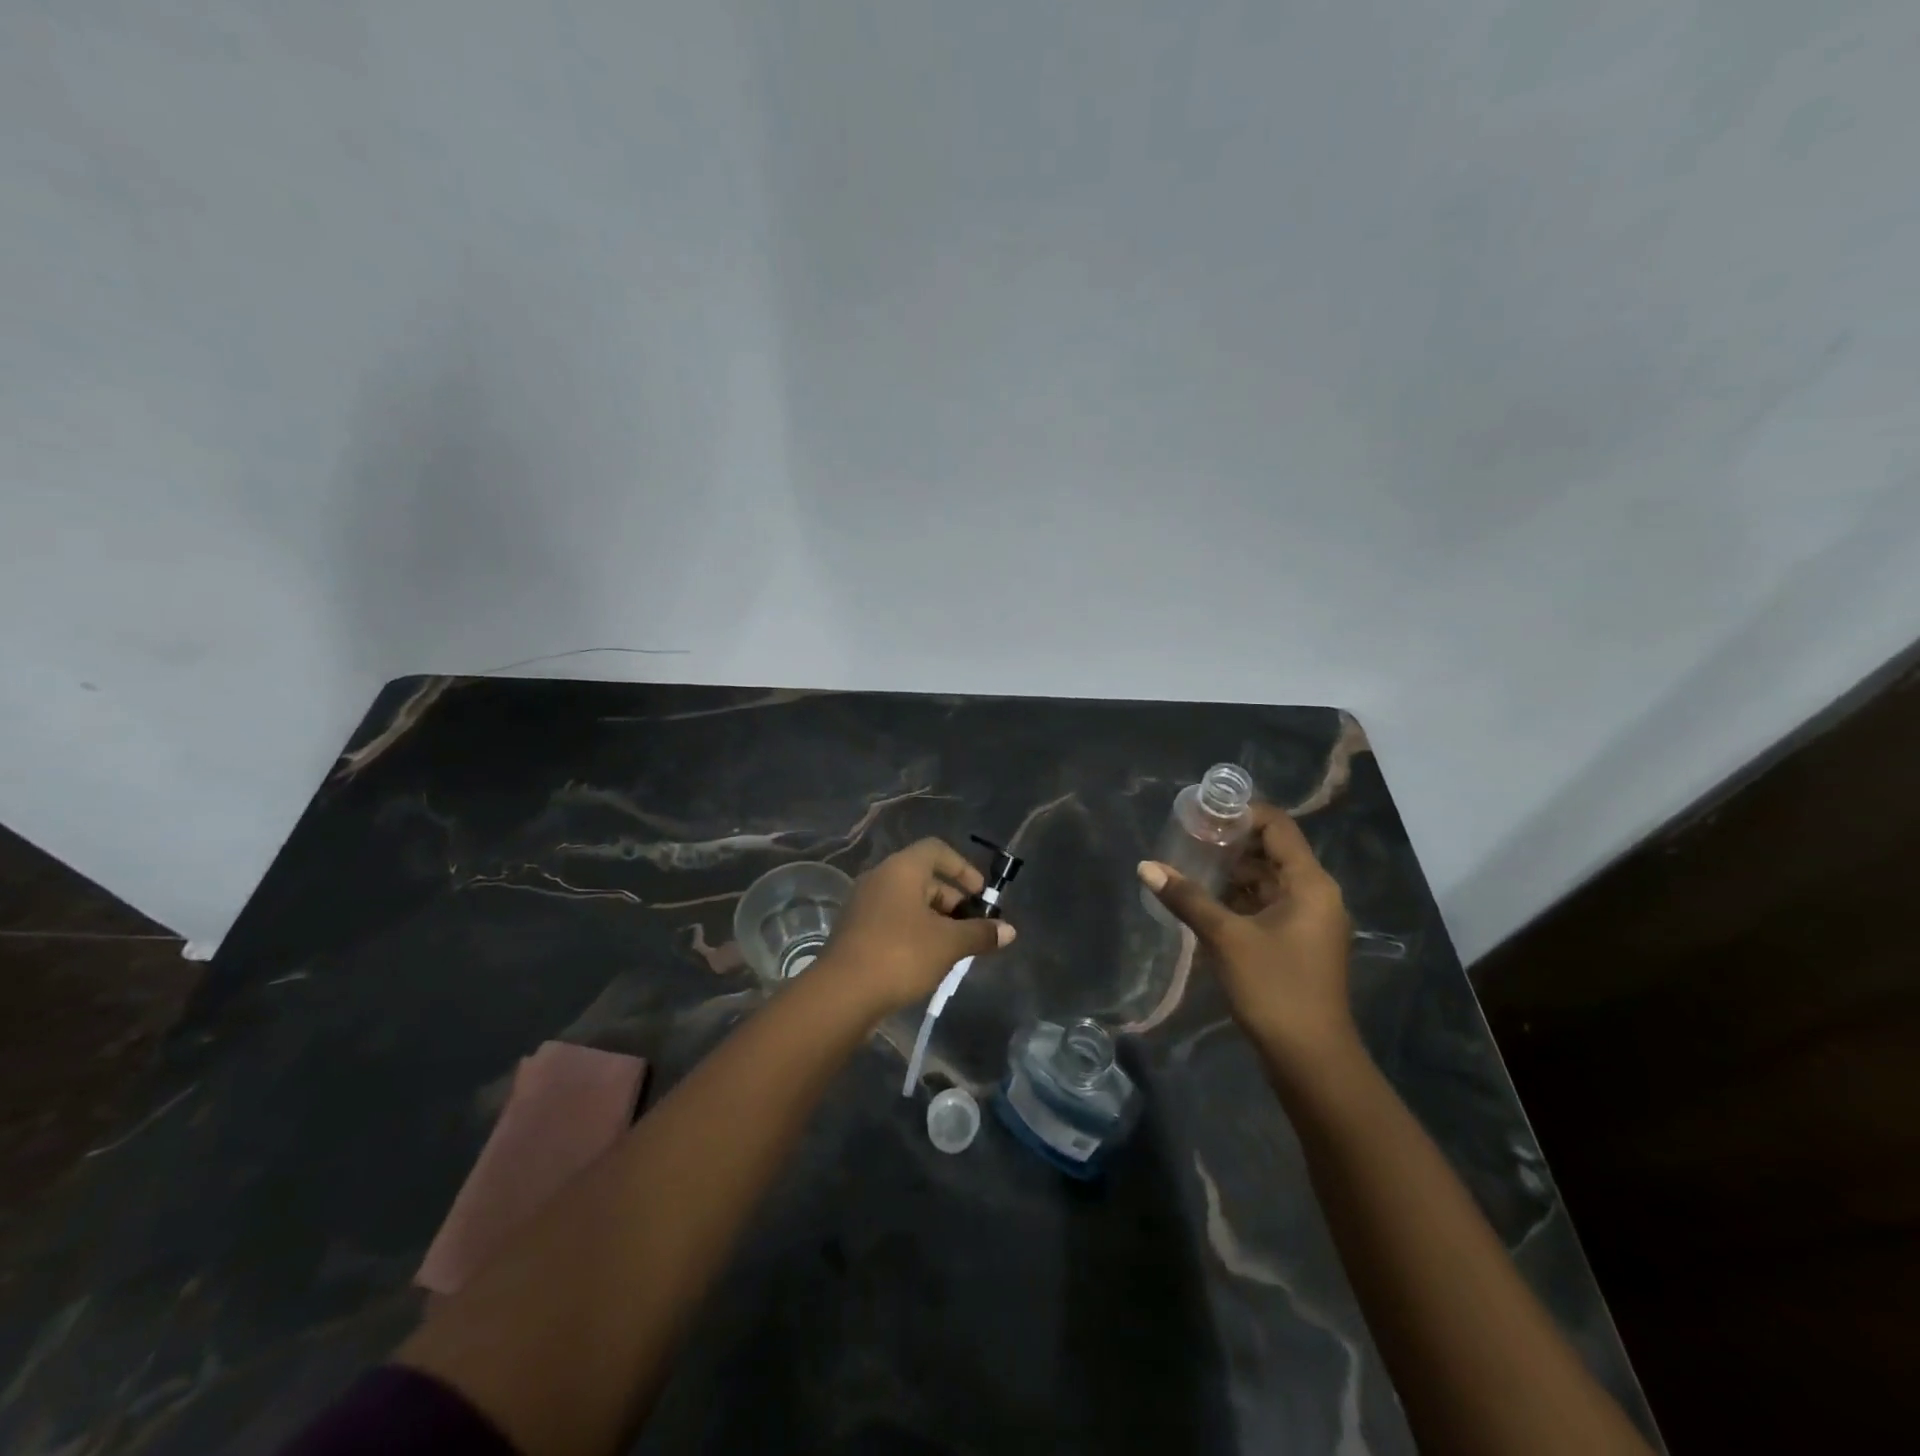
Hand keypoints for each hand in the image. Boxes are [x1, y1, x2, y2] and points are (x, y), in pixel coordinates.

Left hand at [817, 838, 1016, 1016]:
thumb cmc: (900, 954)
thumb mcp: (948, 944)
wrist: (842, 993)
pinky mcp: (855, 931)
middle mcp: (880, 878)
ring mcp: (864, 904)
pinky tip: (926, 961)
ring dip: (935, 920)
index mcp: (901, 869)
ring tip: (954, 949)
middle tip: (972, 929)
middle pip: (924, 878)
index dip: (963, 868)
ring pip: (908, 902)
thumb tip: (1010, 930)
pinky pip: (893, 920)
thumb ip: (980, 933)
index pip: (937, 850)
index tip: (981, 895)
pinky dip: (914, 932)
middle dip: (953, 901)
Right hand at [1138, 803, 1354, 1073]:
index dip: (1243, 813)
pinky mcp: (1298, 944)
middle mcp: (1316, 895)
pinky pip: (1268, 906)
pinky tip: (1205, 901)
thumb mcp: (1225, 938)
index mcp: (1310, 884)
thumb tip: (1146, 866)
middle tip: (1188, 838)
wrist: (1311, 1061)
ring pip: (1268, 881)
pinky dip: (1240, 899)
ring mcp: (1309, 922)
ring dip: (1233, 873)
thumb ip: (1187, 898)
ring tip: (1189, 865)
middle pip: (1273, 852)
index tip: (1203, 812)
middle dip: (1232, 844)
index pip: (1278, 827)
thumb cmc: (1274, 989)